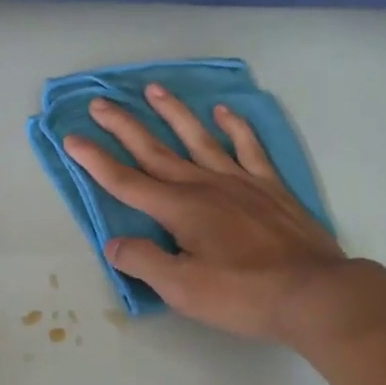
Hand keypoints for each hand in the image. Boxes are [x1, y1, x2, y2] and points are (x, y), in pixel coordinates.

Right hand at [64, 85, 358, 344]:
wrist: (314, 293)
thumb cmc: (243, 295)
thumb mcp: (183, 289)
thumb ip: (144, 262)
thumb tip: (113, 243)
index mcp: (179, 210)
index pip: (126, 182)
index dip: (95, 161)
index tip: (71, 138)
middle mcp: (204, 186)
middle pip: (155, 151)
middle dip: (124, 127)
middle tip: (100, 103)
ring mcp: (240, 182)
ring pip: (198, 139)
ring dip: (173, 113)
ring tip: (154, 89)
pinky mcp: (269, 187)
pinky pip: (248, 148)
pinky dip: (235, 128)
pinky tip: (223, 112)